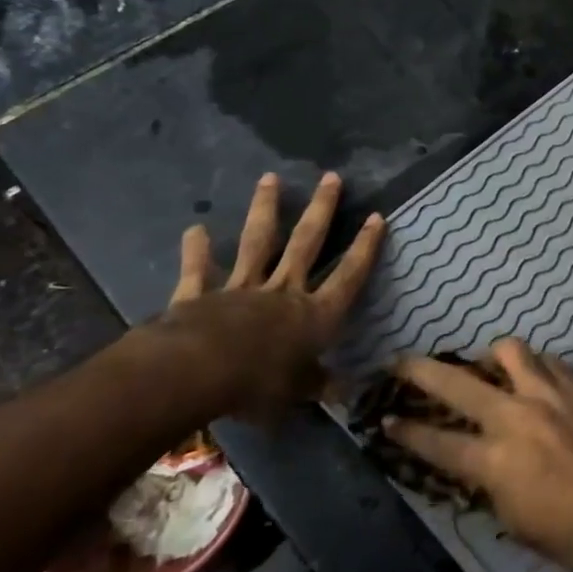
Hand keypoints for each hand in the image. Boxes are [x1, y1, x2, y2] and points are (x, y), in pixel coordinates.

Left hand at [159, 171, 384, 422]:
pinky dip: (197, 250)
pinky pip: (199, 270)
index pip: (348, 276)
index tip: (377, 217)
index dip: (365, 248)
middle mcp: (283, 292)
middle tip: (331, 177)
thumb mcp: (296, 394)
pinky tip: (194, 228)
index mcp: (314, 315)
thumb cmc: (258, 384)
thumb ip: (317, 386)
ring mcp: (241, 289)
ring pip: (258, 243)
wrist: (198, 372)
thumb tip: (344, 391)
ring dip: (265, 209)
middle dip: (321, 210)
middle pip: (307, 244)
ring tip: (270, 177)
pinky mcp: (201, 295)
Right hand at [384, 340, 572, 571]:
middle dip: (419, 370)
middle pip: (456, 382)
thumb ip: (489, 486)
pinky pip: (546, 361)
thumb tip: (476, 464)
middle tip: (400, 363)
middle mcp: (516, 417)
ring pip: (507, 350)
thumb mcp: (517, 524)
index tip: (385, 419)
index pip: (436, 442)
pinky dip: (531, 366)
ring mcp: (549, 394)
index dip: (405, 431)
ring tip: (485, 368)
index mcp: (495, 462)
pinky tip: (533, 380)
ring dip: (488, 357)